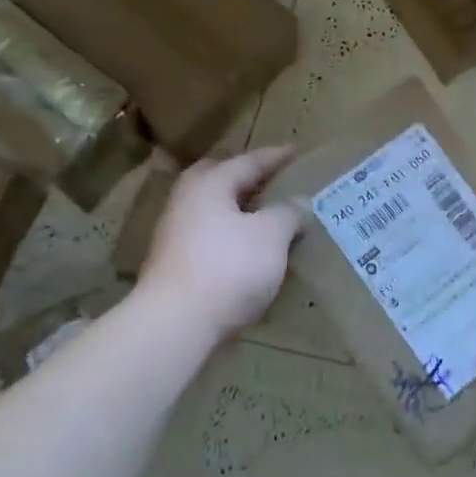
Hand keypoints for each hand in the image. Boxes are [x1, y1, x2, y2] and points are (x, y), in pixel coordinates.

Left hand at [137, 146, 302, 341]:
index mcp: (210, 184)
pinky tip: (252, 252)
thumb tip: (299, 202)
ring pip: (214, 212)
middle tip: (274, 182)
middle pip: (221, 181)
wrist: (177, 324)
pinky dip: (232, 238)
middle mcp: (187, 201)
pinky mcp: (176, 266)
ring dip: (240, 212)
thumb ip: (288, 213)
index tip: (297, 151)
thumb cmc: (229, 267)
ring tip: (269, 218)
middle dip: (248, 180)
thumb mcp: (272, 235)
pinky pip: (211, 239)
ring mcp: (176, 235)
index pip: (249, 161)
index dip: (276, 157)